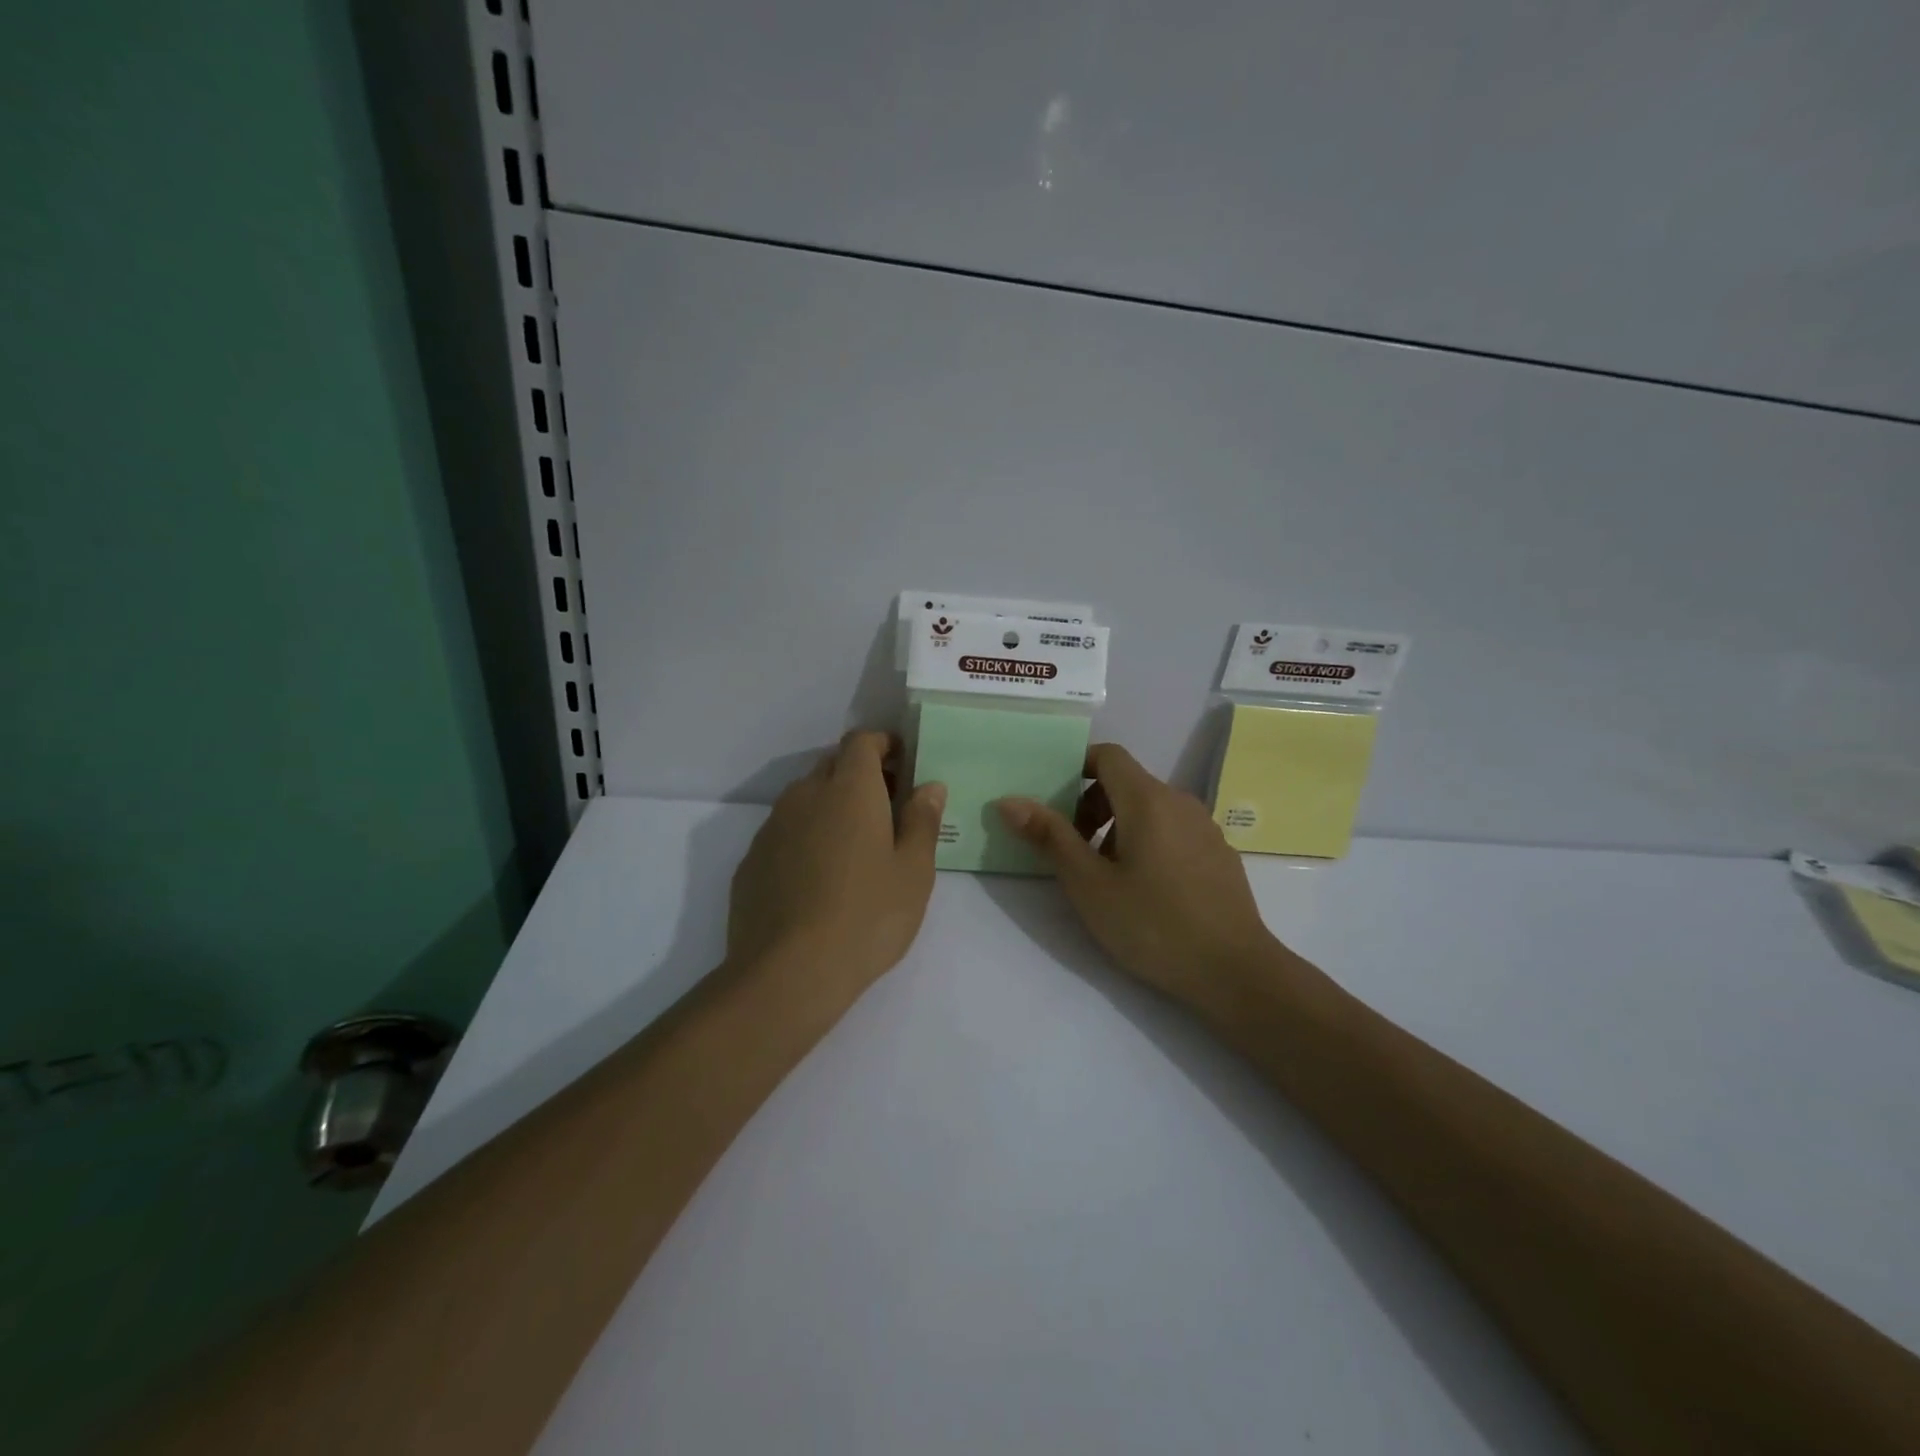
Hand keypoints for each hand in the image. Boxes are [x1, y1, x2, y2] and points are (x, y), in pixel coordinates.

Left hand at [727, 730, 946, 995]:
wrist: (788, 973)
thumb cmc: (867, 916)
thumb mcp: (914, 871)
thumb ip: (923, 820)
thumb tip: (929, 786)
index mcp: (849, 789)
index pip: (861, 742)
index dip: (883, 745)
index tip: (903, 763)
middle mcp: (805, 795)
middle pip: (832, 766)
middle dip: (860, 775)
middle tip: (887, 807)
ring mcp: (772, 828)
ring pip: (805, 799)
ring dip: (831, 806)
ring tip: (854, 847)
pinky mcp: (751, 860)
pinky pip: (785, 832)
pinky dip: (806, 837)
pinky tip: (819, 878)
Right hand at [996, 743, 1285, 1010]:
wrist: (1236, 971)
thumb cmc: (1153, 924)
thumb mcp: (1089, 884)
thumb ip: (1050, 837)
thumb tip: (1009, 800)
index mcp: (1147, 799)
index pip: (1108, 755)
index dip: (1076, 767)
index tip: (1054, 802)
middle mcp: (1180, 802)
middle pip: (1127, 782)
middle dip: (1092, 806)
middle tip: (1073, 850)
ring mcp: (1205, 828)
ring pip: (1151, 809)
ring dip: (1119, 827)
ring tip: (1106, 876)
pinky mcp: (1219, 854)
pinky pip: (1174, 831)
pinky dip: (1148, 842)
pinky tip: (1147, 891)